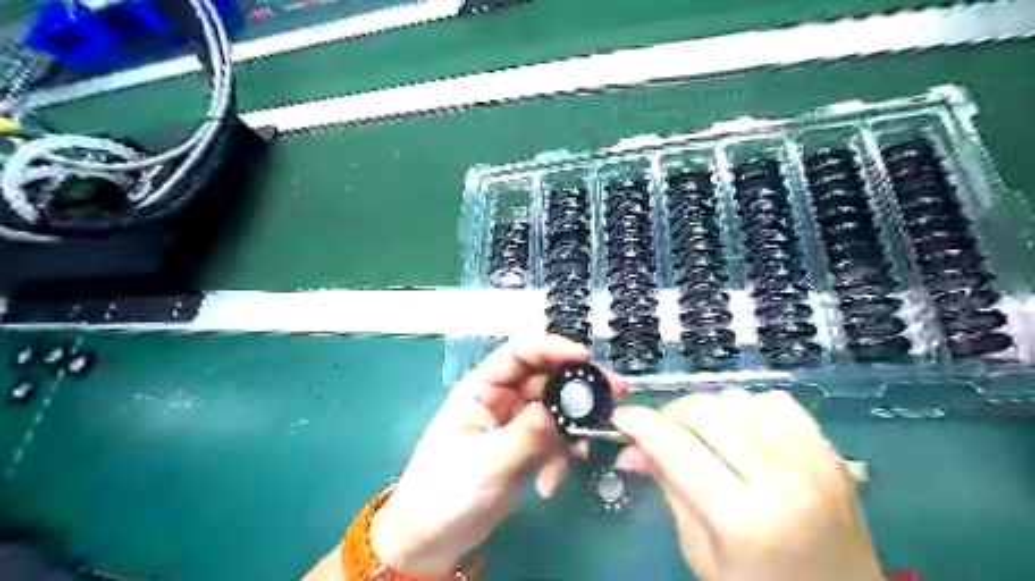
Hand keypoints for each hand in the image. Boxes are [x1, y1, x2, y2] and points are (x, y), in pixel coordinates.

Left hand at [373, 336, 626, 574]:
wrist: (434, 540)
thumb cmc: (445, 492)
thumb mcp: (484, 462)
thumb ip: (523, 434)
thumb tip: (554, 411)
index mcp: (481, 388)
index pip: (519, 354)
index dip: (551, 347)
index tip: (585, 356)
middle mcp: (502, 399)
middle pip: (546, 378)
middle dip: (577, 387)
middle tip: (613, 393)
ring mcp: (517, 424)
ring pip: (556, 410)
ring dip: (572, 428)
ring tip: (582, 451)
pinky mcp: (527, 448)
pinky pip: (556, 440)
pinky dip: (560, 458)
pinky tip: (549, 484)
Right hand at [609, 389, 884, 579]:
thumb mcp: (702, 553)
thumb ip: (669, 490)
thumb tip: (631, 449)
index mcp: (744, 521)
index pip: (676, 449)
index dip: (640, 424)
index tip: (620, 417)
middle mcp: (781, 480)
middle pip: (704, 413)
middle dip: (669, 414)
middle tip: (660, 432)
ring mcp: (812, 460)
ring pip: (735, 398)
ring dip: (706, 409)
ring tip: (701, 434)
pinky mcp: (830, 450)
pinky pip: (772, 400)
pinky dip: (746, 407)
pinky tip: (742, 431)